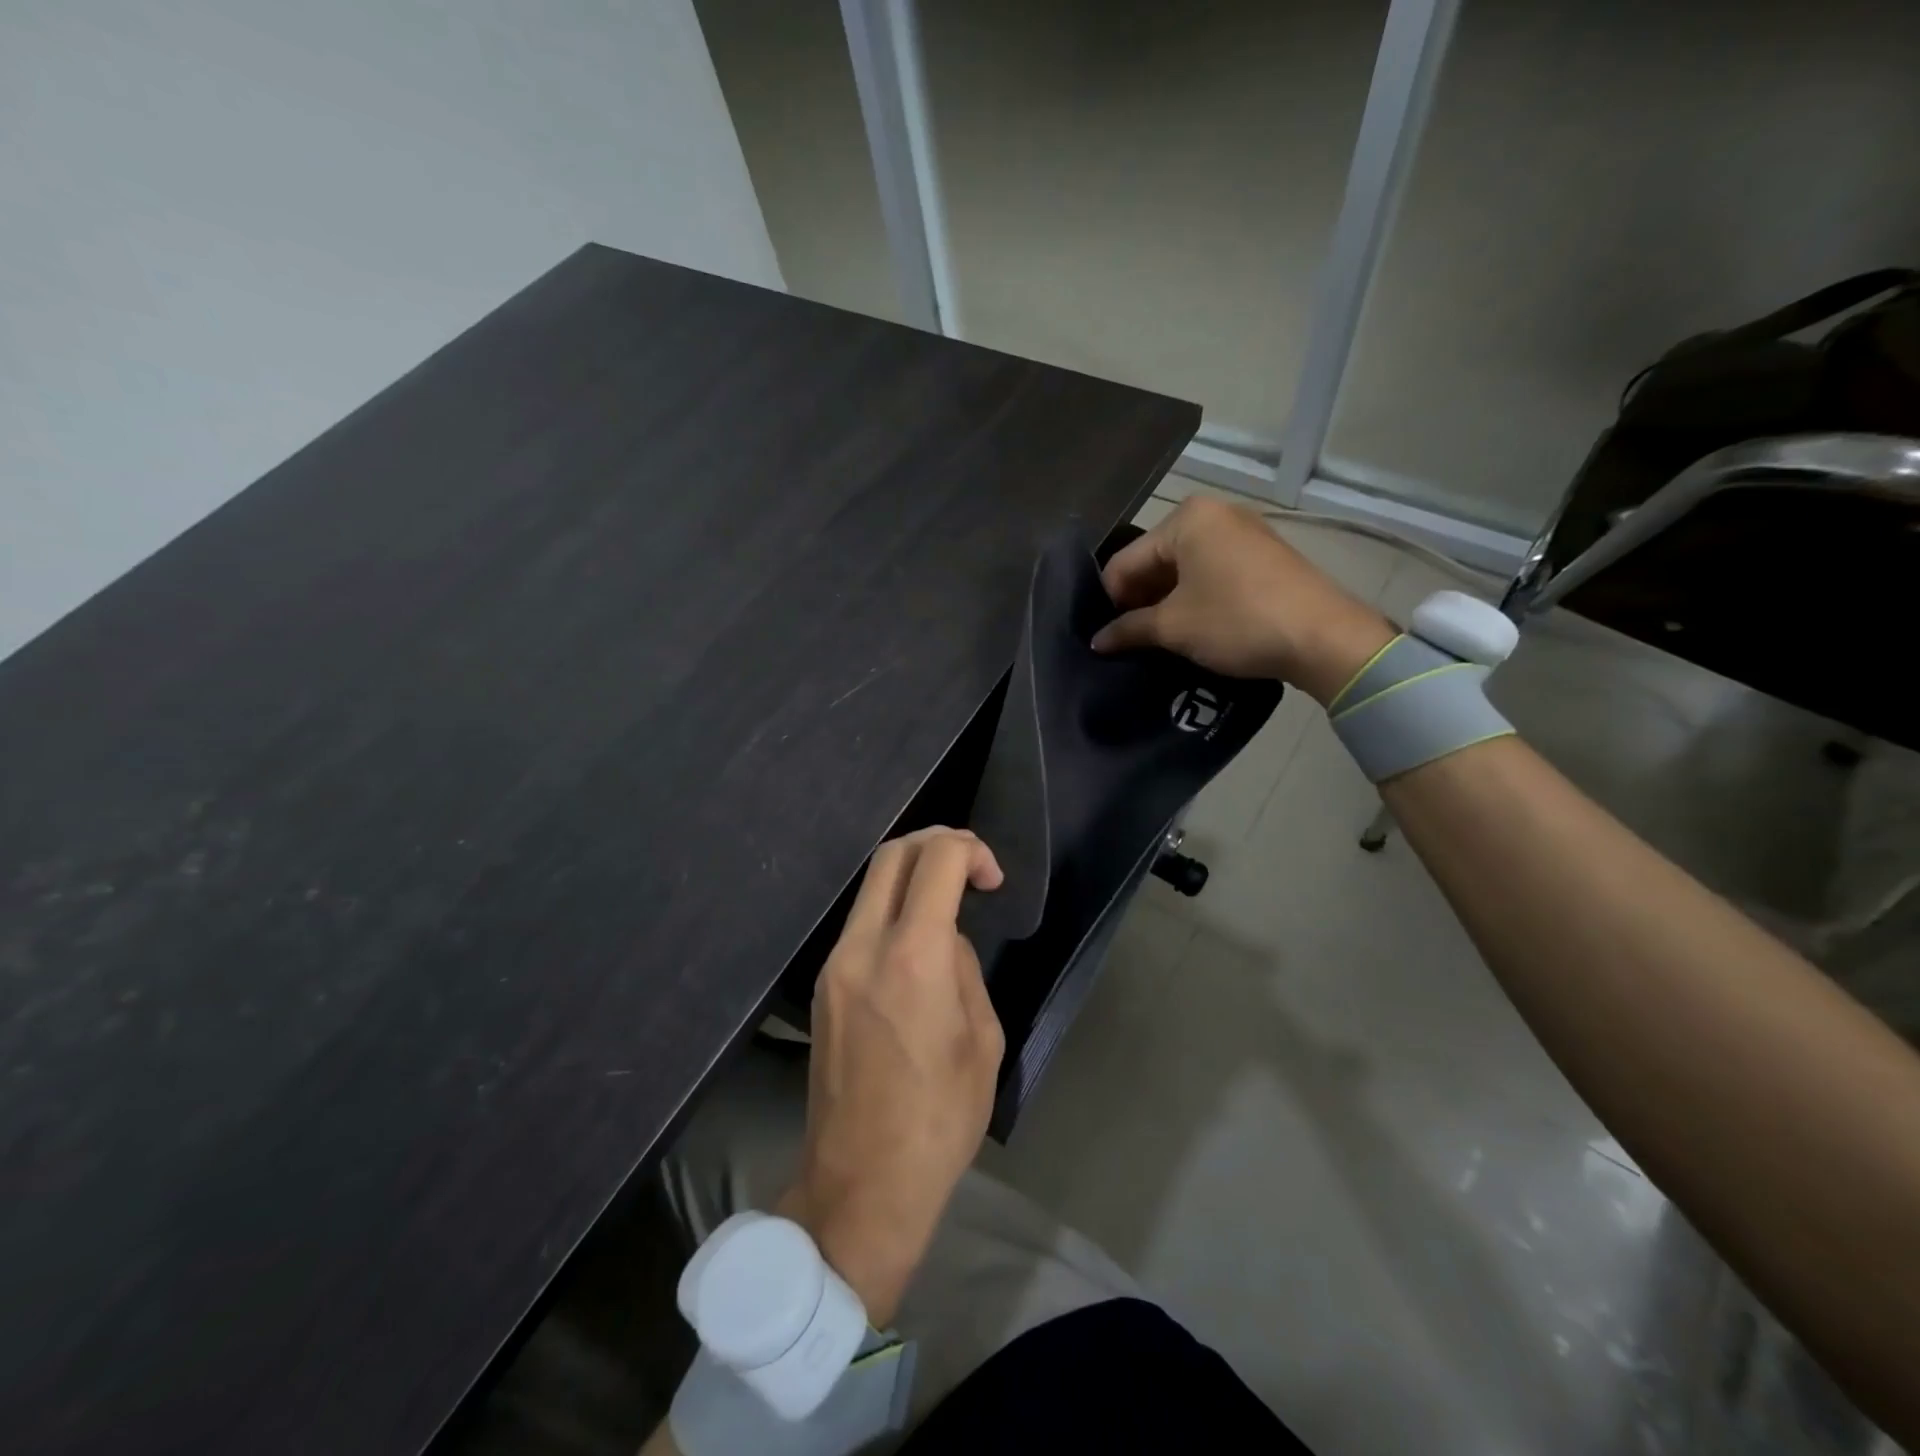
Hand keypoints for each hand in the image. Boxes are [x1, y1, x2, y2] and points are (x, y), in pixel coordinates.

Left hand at [778, 827, 1004, 1326]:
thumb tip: (944, 940)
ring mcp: (834, 965)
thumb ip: (964, 970)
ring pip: (871, 887)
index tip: (992, 880)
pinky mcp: (822, 986)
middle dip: (935, 842)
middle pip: (891, 855)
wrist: (860, 1184)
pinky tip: (917, 943)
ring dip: (912, 876)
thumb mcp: (982, 1041)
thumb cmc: (939, 1120)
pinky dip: (892, 910)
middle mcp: (863, 948)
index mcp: (913, 959)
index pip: (936, 860)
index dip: (970, 849)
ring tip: (948, 903)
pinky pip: (860, 923)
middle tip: (969, 867)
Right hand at [1091, 496, 1395, 704]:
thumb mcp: (1174, 627)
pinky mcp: (1261, 555)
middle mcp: (1213, 514)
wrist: (1323, 637)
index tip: (1109, 639)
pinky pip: (1210, 573)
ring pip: (1183, 569)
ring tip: (1159, 640)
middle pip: (1154, 561)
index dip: (1111, 602)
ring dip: (1165, 604)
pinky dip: (1194, 599)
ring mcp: (1241, 532)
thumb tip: (1097, 641)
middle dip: (1139, 601)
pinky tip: (1192, 628)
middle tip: (1132, 642)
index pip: (1125, 562)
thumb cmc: (1237, 621)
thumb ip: (1128, 629)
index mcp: (1186, 519)